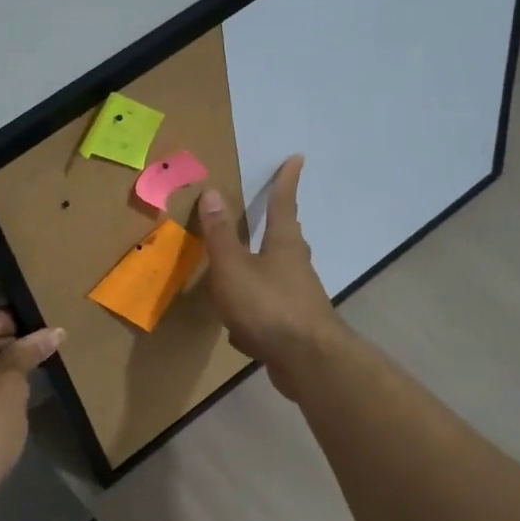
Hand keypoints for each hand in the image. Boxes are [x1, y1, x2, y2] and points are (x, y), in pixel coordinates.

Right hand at [198, 155, 347, 391]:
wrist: (306, 360)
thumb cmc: (267, 306)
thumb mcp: (233, 268)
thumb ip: (220, 235)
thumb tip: (213, 192)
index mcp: (284, 245)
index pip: (283, 205)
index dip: (285, 182)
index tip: (297, 159)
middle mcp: (296, 267)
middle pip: (286, 240)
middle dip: (278, 226)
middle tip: (271, 215)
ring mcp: (299, 298)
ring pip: (278, 277)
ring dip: (262, 272)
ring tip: (243, 274)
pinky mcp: (295, 327)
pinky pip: (269, 313)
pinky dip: (255, 316)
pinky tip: (240, 334)